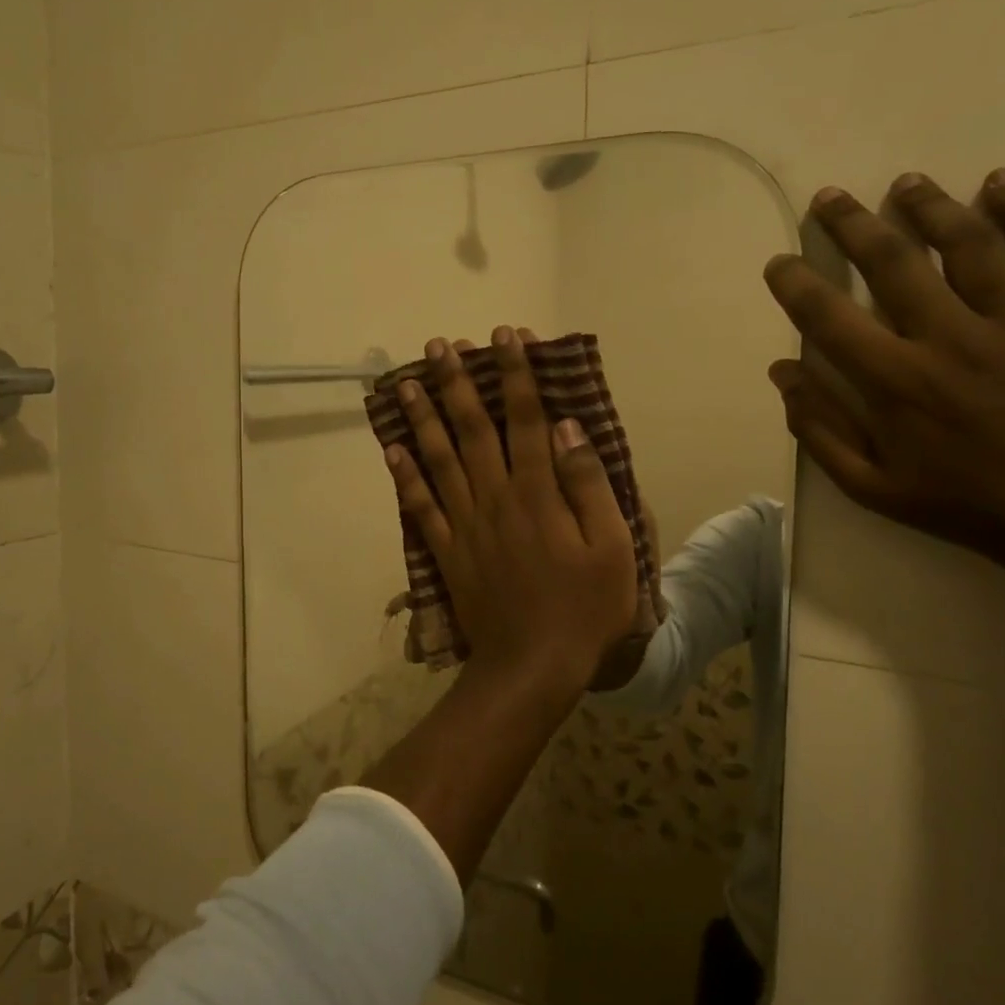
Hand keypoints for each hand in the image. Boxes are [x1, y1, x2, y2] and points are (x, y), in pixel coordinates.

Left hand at [385, 326, 639, 699]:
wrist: (532, 667)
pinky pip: (420, 506)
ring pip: (439, 458)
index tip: (506, 337)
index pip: (527, 418)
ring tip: (408, 381)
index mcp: (538, 493)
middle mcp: (495, 497)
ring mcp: (465, 524)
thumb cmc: (584, 608)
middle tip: (441, 344)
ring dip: (424, 417)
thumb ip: (588, 484)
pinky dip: (404, 476)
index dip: (516, 374)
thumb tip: (568, 428)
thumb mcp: (612, 547)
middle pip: (473, 428)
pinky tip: (392, 448)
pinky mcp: (447, 551)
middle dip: (458, 382)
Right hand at [762, 170, 1004, 576]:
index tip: (778, 262)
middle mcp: (950, 340)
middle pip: (894, 263)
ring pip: (971, 246)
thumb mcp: (871, 487)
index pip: (829, 317)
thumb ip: (820, 429)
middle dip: (853, 224)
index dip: (795, 284)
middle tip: (829, 197)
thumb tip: (782, 371)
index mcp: (896, 383)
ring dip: (932, 207)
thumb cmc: (967, 506)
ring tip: (906, 182)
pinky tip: (1002, 184)